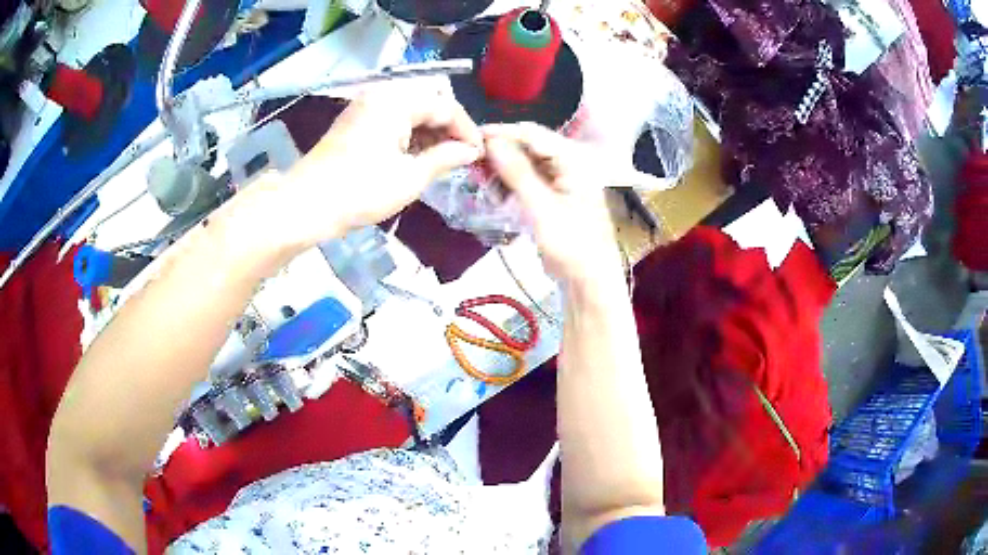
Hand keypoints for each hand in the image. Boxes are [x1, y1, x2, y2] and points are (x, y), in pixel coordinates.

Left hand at [229, 81, 483, 260]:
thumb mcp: (410, 177)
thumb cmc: (361, 191)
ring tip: (442, 162)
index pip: (445, 106)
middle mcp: (381, 96)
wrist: (305, 205)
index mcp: (397, 101)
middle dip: (448, 131)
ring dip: (429, 135)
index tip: (479, 155)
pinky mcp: (354, 123)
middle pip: (427, 105)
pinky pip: (391, 122)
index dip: (467, 130)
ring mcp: (364, 108)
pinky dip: (408, 137)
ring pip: (409, 114)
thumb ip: (445, 158)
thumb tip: (471, 151)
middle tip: (462, 159)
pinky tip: (416, 158)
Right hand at [483, 123, 621, 283]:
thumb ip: (517, 172)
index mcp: (574, 161)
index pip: (533, 134)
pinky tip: (497, 196)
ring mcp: (562, 180)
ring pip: (525, 164)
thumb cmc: (571, 246)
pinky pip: (528, 181)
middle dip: (500, 154)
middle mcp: (569, 164)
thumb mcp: (541, 208)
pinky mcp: (553, 196)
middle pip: (528, 147)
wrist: (589, 282)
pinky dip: (510, 186)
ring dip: (503, 171)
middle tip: (473, 165)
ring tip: (483, 184)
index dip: (502, 133)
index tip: (472, 139)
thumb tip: (492, 142)